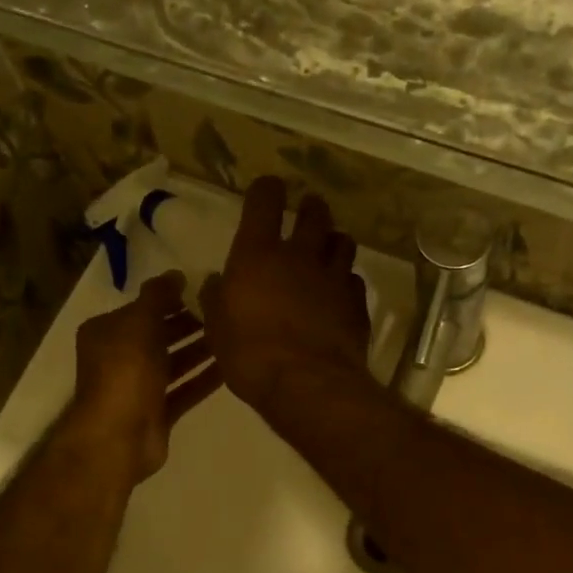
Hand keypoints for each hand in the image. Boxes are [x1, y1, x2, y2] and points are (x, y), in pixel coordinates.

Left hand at [69, 272, 220, 482]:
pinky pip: (184, 391)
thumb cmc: (125, 371)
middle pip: (159, 336)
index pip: (143, 309)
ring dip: (200, 351)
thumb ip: (158, 296)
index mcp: (107, 332)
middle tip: (226, 313)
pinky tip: (230, 369)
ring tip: (233, 338)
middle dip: (190, 325)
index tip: (206, 290)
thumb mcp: (140, 322)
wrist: (120, 435)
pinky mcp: (157, 413)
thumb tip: (176, 274)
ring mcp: (139, 389)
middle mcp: (120, 358)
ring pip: (174, 364)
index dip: (172, 299)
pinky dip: (203, 380)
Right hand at [200, 177, 372, 413]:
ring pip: (343, 241)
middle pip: (315, 213)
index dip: (266, 190)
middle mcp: (301, 255)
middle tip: (307, 212)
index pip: (265, 200)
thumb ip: (216, 299)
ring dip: (334, 241)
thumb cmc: (250, 355)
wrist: (307, 383)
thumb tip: (216, 282)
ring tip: (328, 251)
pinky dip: (346, 281)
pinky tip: (339, 294)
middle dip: (311, 208)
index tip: (267, 190)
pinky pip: (354, 279)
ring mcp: (334, 277)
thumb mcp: (217, 328)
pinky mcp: (357, 303)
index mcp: (259, 254)